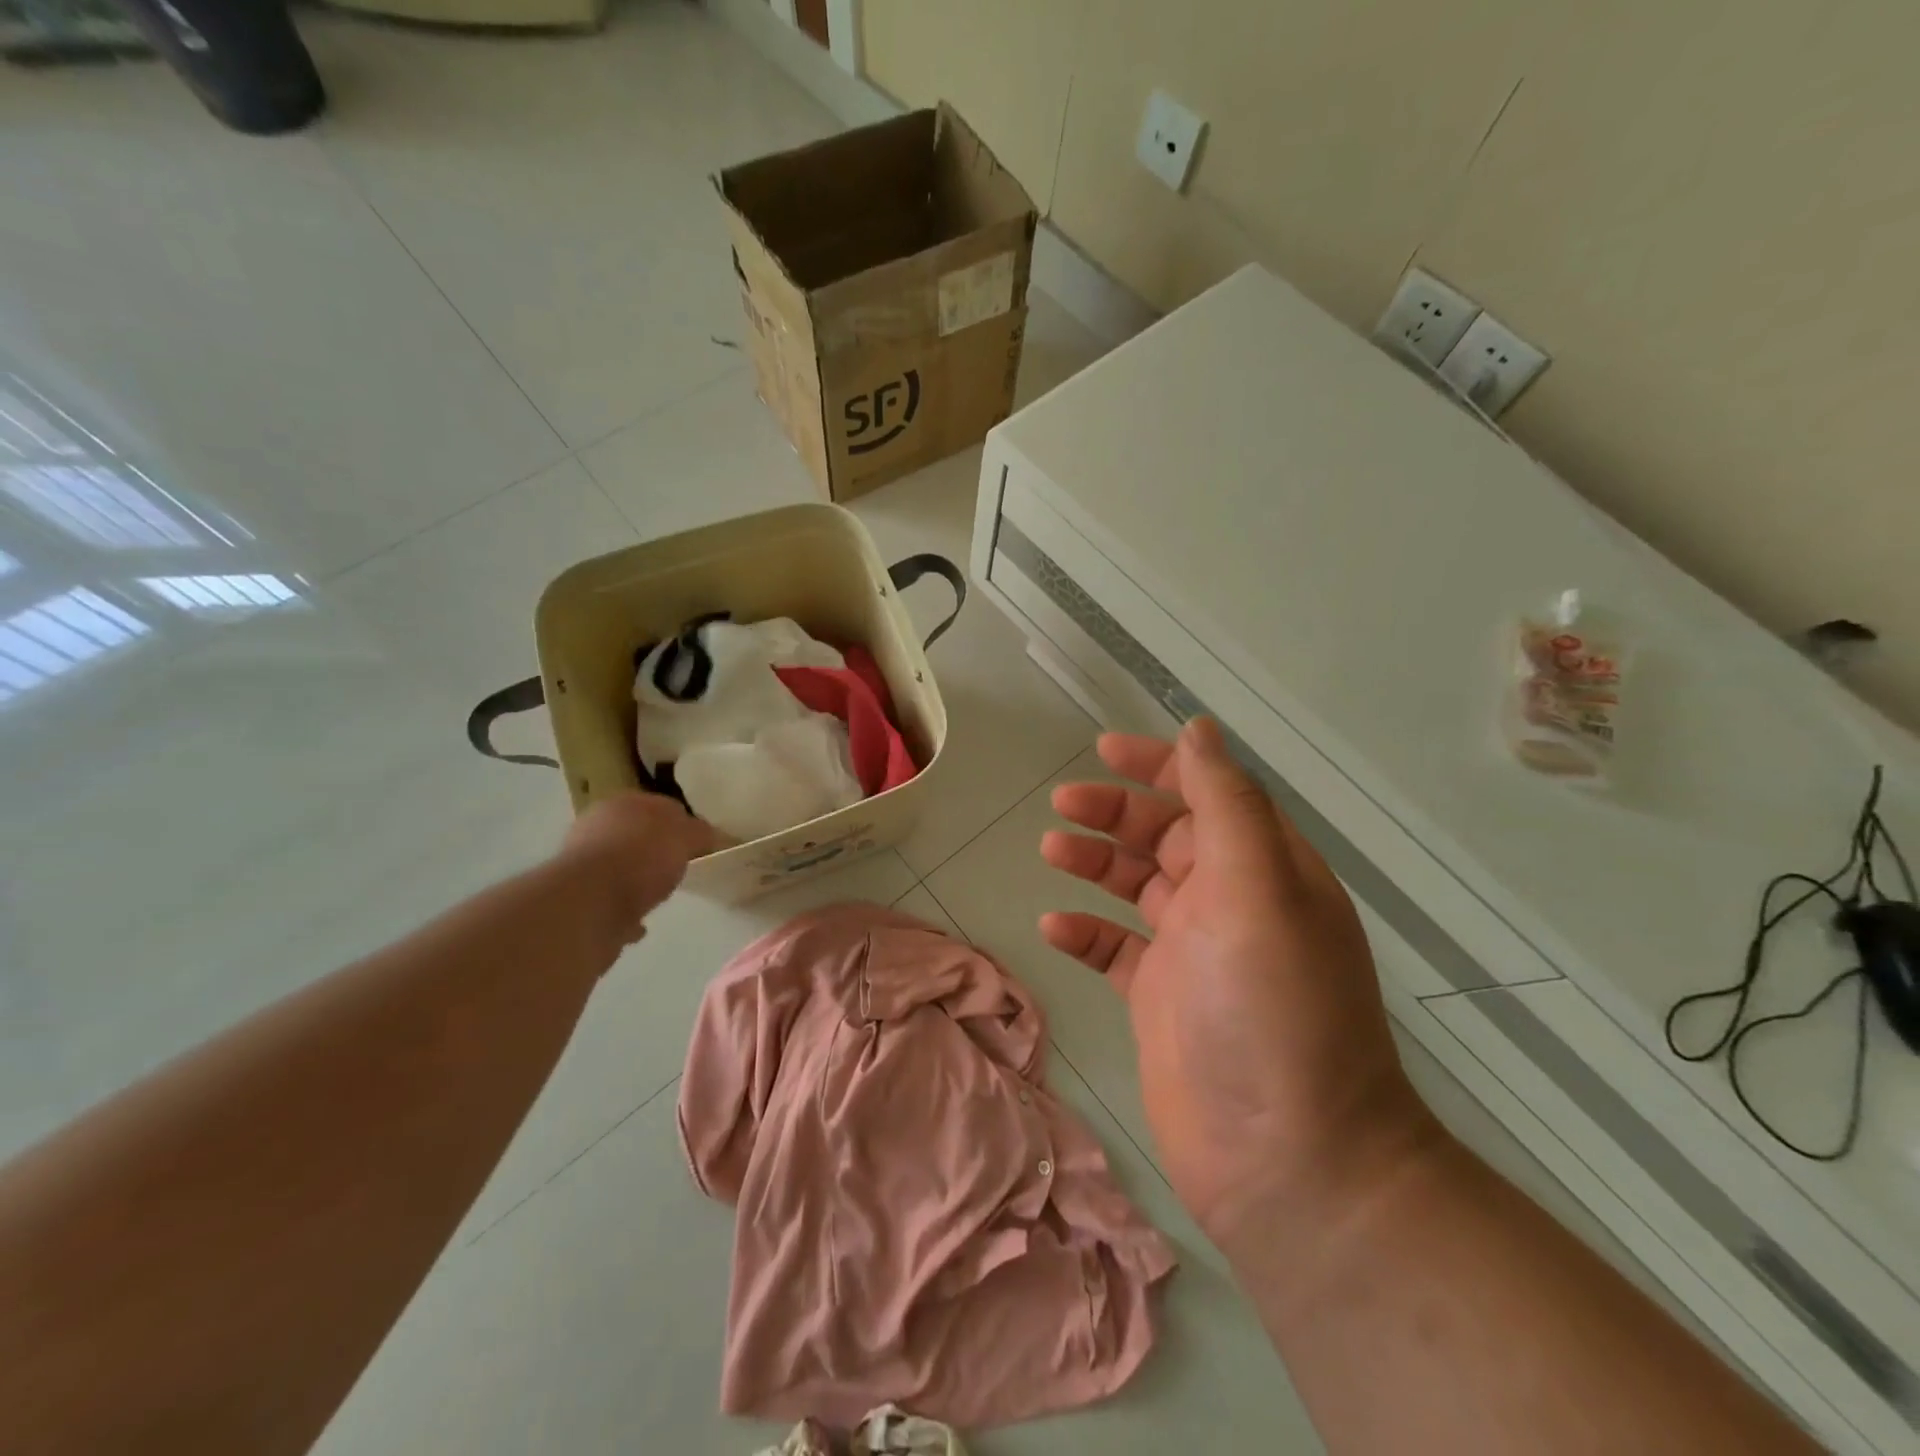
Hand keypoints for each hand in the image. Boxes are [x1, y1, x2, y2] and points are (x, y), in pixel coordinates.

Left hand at [558, 792, 712, 944]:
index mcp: (621, 804)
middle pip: (635, 836)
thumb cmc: (640, 857)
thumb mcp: (685, 836)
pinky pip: (610, 903)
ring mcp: (583, 866)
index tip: (699, 841)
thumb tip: (707, 834)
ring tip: (661, 895)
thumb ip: (699, 832)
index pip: (658, 805)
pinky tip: (641, 922)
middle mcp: (595, 829)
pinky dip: (625, 910)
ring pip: (619, 869)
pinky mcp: (578, 901)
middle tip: (680, 865)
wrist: (589, 905)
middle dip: (656, 850)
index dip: (681, 821)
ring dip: (637, 880)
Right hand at [1039, 718, 1435, 1248]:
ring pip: (1136, 886)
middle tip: (1063, 804)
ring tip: (1050, 852)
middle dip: (1116, 811)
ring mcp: (1194, 953)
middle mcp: (1232, 902)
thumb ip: (1227, 804)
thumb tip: (1200, 729)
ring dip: (1095, 862)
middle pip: (1166, 834)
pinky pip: (1115, 948)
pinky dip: (1086, 931)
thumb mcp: (1257, 888)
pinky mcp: (1160, 999)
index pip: (1212, 794)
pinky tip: (1055, 927)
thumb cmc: (1272, 1009)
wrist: (1287, 1161)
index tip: (1104, 751)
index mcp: (1266, 869)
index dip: (1161, 766)